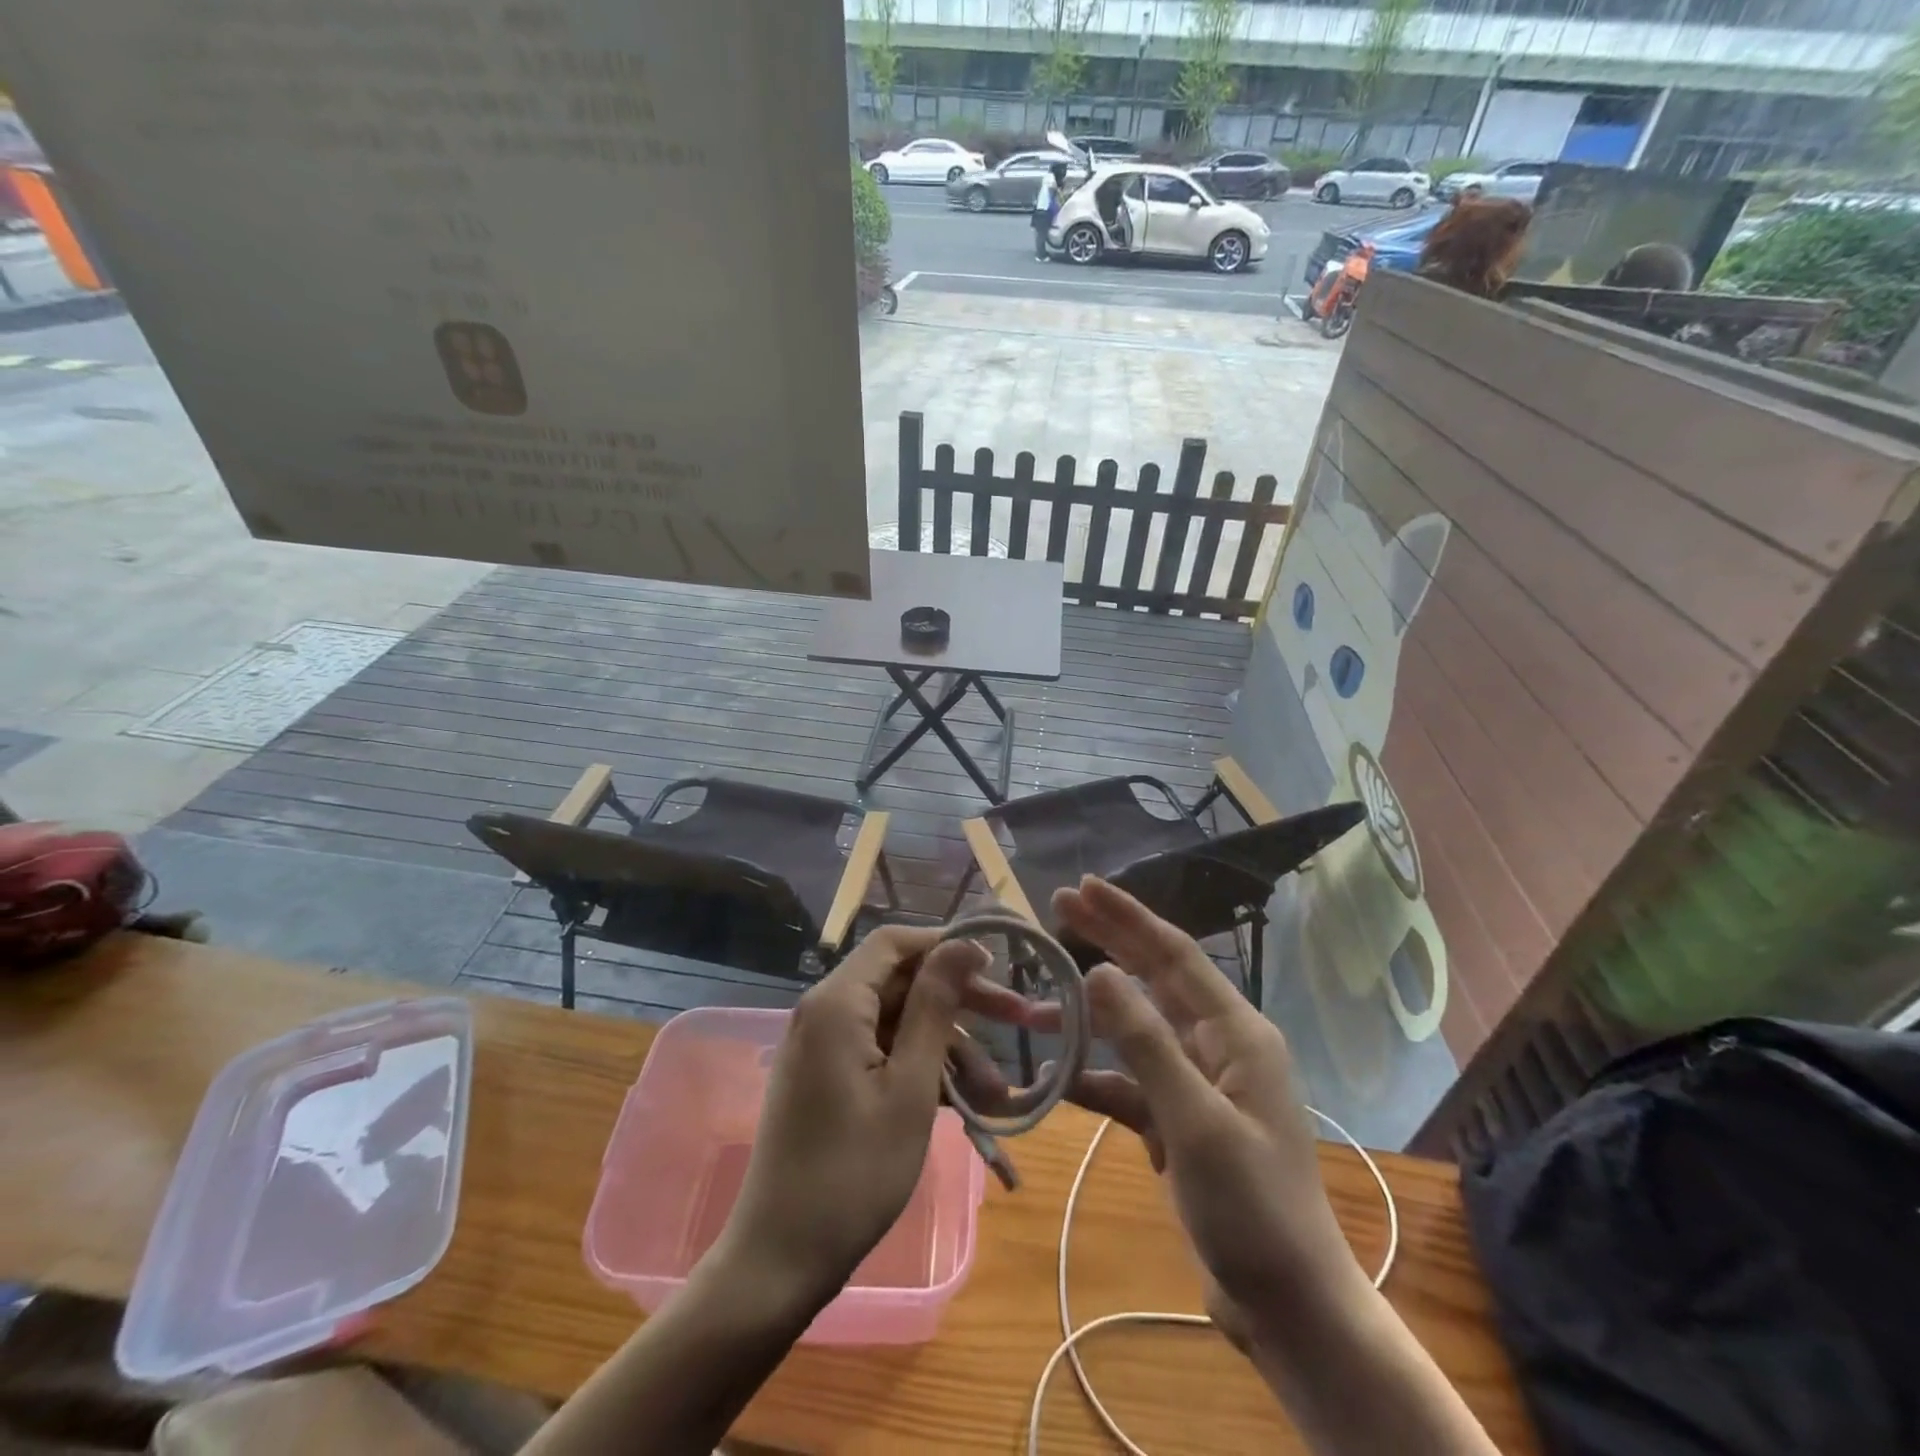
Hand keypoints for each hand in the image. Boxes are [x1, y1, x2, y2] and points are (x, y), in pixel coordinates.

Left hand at [709, 926, 1019, 1310]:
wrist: (780, 1260)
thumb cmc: (854, 1172)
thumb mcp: (910, 1086)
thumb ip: (935, 1007)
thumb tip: (961, 944)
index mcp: (837, 1002)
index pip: (896, 942)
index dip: (946, 946)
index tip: (995, 968)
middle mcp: (825, 1011)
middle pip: (901, 982)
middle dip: (960, 1003)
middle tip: (1019, 1021)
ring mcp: (824, 1046)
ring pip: (898, 1023)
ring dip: (948, 1049)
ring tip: (997, 1094)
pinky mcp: (828, 1077)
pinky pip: (882, 1053)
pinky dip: (920, 1070)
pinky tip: (964, 1104)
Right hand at [1051, 877, 1362, 1336]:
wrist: (1288, 1307)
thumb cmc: (1253, 1207)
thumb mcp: (1195, 1121)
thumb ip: (1146, 1043)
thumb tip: (1100, 972)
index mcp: (1236, 1032)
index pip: (1173, 954)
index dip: (1127, 917)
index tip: (1083, 888)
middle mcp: (1218, 1045)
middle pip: (1154, 978)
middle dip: (1108, 941)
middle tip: (1059, 905)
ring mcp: (1198, 1083)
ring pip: (1135, 1030)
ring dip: (1091, 1015)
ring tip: (1041, 997)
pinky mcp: (1179, 1120)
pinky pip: (1130, 1083)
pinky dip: (1097, 1077)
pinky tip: (1058, 1078)